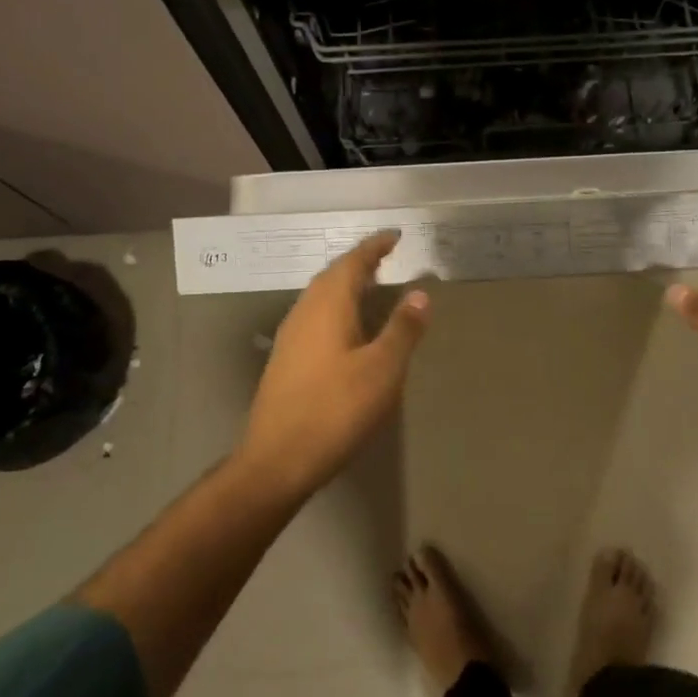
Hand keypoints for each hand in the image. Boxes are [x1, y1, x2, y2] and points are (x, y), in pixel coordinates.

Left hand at [237, 231, 429, 495]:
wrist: (277, 460)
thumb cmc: (336, 409)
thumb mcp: (382, 369)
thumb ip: (402, 329)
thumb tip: (420, 293)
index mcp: (328, 306)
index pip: (353, 262)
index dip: (374, 247)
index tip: (394, 236)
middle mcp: (304, 312)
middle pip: (332, 276)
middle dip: (359, 263)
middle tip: (385, 258)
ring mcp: (290, 336)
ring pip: (320, 297)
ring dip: (346, 286)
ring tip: (371, 287)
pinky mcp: (285, 360)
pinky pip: (315, 317)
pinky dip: (336, 308)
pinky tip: (348, 329)